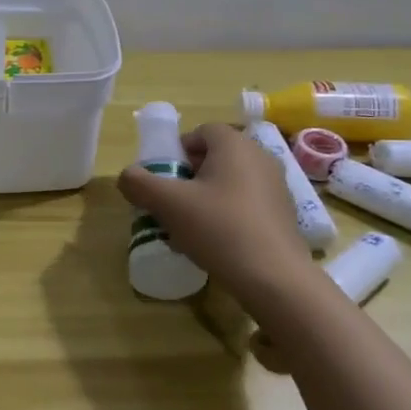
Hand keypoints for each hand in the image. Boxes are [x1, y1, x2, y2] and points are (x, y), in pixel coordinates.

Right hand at [116, 123, 313, 304]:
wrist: (274, 278)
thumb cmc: (219, 228)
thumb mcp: (169, 204)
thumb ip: (140, 184)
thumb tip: (126, 176)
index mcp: (234, 145)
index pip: (201, 131)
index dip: (178, 150)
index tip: (164, 176)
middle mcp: (259, 157)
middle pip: (215, 157)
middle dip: (189, 176)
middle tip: (171, 202)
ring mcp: (276, 186)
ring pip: (230, 182)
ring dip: (206, 198)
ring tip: (189, 227)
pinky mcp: (283, 214)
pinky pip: (246, 204)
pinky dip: (227, 215)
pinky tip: (214, 243)